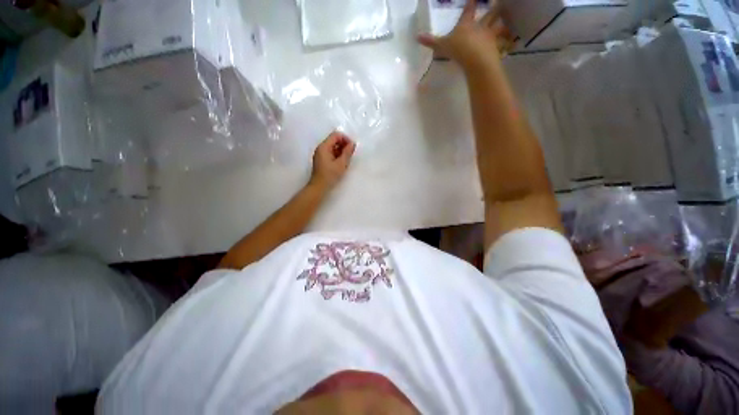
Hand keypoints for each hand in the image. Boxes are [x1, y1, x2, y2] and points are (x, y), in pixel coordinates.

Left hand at [309, 131, 355, 190]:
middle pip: (333, 139)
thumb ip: (347, 152)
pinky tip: (341, 161)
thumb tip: (353, 144)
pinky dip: (337, 154)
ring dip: (341, 149)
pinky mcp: (321, 159)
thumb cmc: (330, 175)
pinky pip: (330, 152)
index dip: (345, 139)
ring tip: (347, 158)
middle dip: (343, 144)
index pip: (335, 135)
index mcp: (324, 147)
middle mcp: (320, 147)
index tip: (352, 147)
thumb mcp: (341, 164)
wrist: (319, 187)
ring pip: (332, 146)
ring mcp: (320, 153)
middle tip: (351, 153)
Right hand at [417, 0, 513, 66]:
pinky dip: (507, 43)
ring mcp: (490, 37)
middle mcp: (481, 27)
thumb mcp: (442, 46)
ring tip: (507, 23)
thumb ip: (431, 42)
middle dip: (495, 7)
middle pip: (491, 13)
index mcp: (467, 24)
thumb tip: (417, 37)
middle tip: (498, 3)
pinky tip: (509, 43)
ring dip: (503, 24)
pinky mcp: (496, 48)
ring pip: (499, 26)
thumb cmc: (459, 49)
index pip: (470, 9)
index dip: (472, 3)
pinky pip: (503, 43)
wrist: (476, 61)